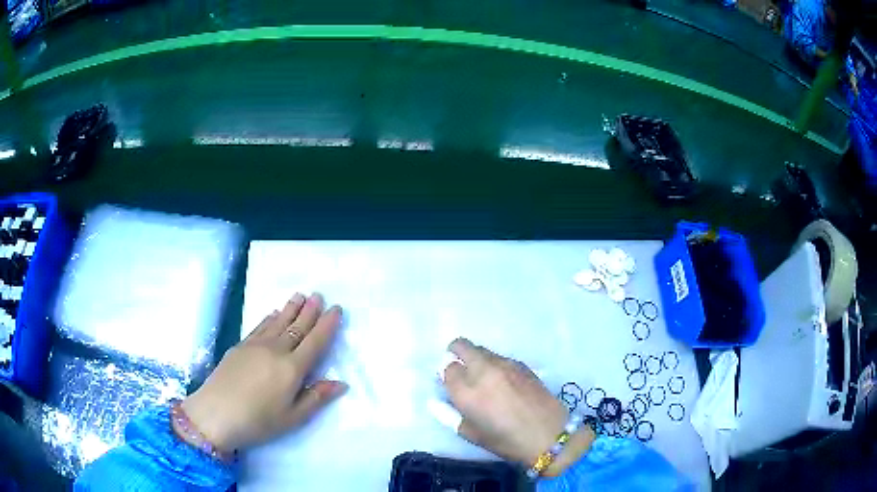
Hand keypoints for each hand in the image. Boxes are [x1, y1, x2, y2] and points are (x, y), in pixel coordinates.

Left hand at [177, 293, 346, 453]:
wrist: (215, 413)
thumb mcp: (293, 417)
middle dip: (309, 310)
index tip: (336, 309)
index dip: (327, 325)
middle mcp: (275, 351)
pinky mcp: (239, 346)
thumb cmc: (258, 421)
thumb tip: (341, 383)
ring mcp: (255, 346)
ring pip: (277, 322)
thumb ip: (317, 397)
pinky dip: (269, 318)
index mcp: (292, 368)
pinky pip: (259, 327)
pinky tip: (273, 313)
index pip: (315, 342)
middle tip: (318, 294)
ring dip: (290, 308)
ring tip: (300, 295)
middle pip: (296, 327)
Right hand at [442, 338, 593, 476]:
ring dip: (476, 359)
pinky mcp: (521, 364)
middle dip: (455, 353)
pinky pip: (500, 357)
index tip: (450, 384)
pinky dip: (494, 364)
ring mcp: (504, 364)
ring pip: (482, 350)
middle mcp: (483, 371)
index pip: (447, 368)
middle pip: (462, 346)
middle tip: (459, 368)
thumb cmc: (506, 441)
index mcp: (466, 391)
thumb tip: (436, 401)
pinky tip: (502, 382)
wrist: (549, 434)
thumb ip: (449, 415)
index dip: (447, 376)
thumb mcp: (471, 434)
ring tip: (484, 379)